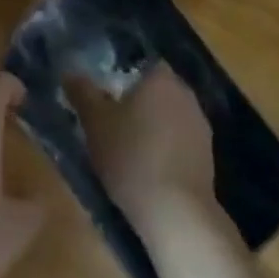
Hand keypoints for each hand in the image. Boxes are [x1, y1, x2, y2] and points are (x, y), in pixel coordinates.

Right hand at [82, 65, 216, 237]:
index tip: (106, 97)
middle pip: (156, 90)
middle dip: (138, 103)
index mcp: (160, 77)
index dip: (122, 78)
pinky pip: (181, 140)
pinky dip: (167, 148)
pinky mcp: (208, 154)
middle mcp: (185, 92)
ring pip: (170, 115)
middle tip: (114, 123)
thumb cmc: (131, 157)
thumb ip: (82, 93)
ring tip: (130, 149)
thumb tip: (69, 72)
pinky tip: (152, 169)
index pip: (141, 65)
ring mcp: (200, 123)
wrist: (177, 212)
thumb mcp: (95, 124)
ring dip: (154, 126)